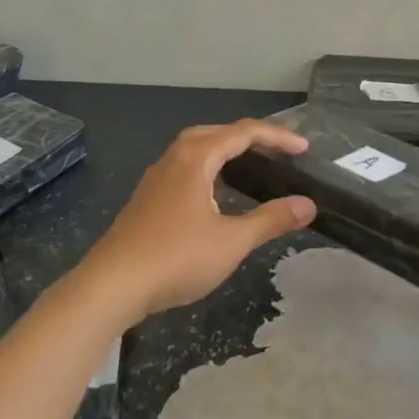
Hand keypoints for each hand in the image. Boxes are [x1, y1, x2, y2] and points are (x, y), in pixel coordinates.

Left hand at [86, 119, 316, 320]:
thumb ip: (271, 220)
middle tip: (279, 151)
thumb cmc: (175, 258)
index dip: (277, 137)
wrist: (111, 286)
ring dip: (227, 150)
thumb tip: (308, 205)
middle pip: (217, 133)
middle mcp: (174, 159)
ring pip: (197, 149)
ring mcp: (157, 179)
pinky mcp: (148, 199)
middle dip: (250, 137)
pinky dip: (210, 168)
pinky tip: (218, 194)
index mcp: (195, 159)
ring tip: (252, 165)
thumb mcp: (232, 241)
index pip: (243, 133)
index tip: (304, 149)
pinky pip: (186, 167)